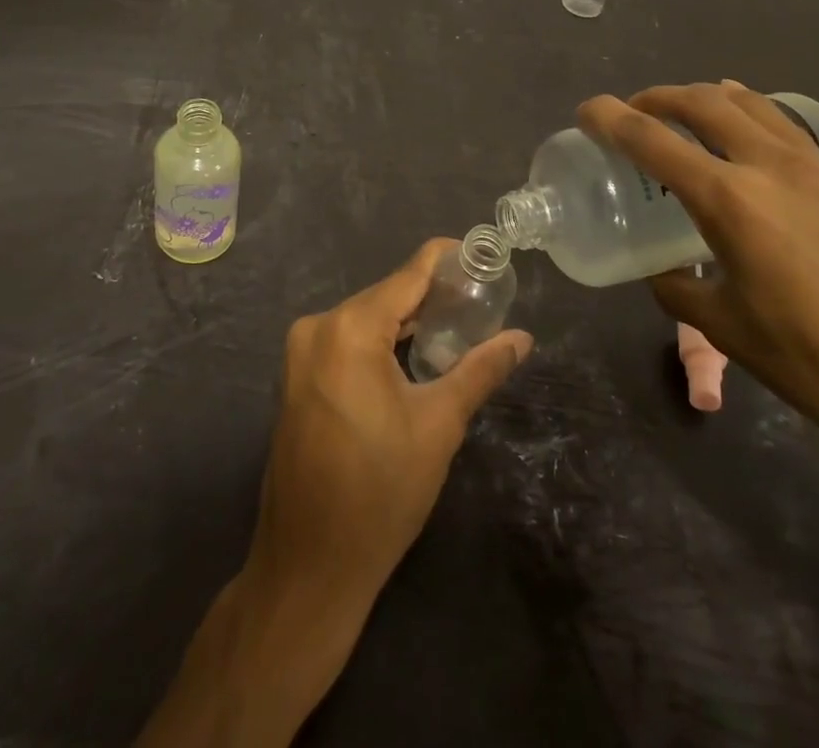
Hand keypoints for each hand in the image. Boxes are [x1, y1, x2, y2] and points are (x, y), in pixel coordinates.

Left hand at [249, 238, 533, 603]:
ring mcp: (299, 353)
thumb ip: (480, 370)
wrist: (309, 566)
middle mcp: (317, 327)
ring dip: (405, 321)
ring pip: (365, 319)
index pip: (407, 275)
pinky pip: (345, 341)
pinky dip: (379, 342)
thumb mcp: (439, 425)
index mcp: (349, 328)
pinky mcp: (295, 378)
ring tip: (455, 326)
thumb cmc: (380, 492)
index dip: (444, 260)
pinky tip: (411, 355)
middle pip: (385, 296)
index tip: (479, 254)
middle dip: (430, 296)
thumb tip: (523, 338)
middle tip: (479, 300)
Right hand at [578, 81, 818, 473]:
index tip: (586, 111)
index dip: (610, 119)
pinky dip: (751, 117)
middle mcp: (771, 166)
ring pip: (751, 104)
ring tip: (685, 114)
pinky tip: (746, 145)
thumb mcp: (729, 331)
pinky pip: (786, 128)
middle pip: (703, 102)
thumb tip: (664, 271)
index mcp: (731, 200)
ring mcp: (817, 169)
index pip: (652, 140)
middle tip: (633, 112)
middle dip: (659, 97)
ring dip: (707, 98)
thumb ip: (680, 289)